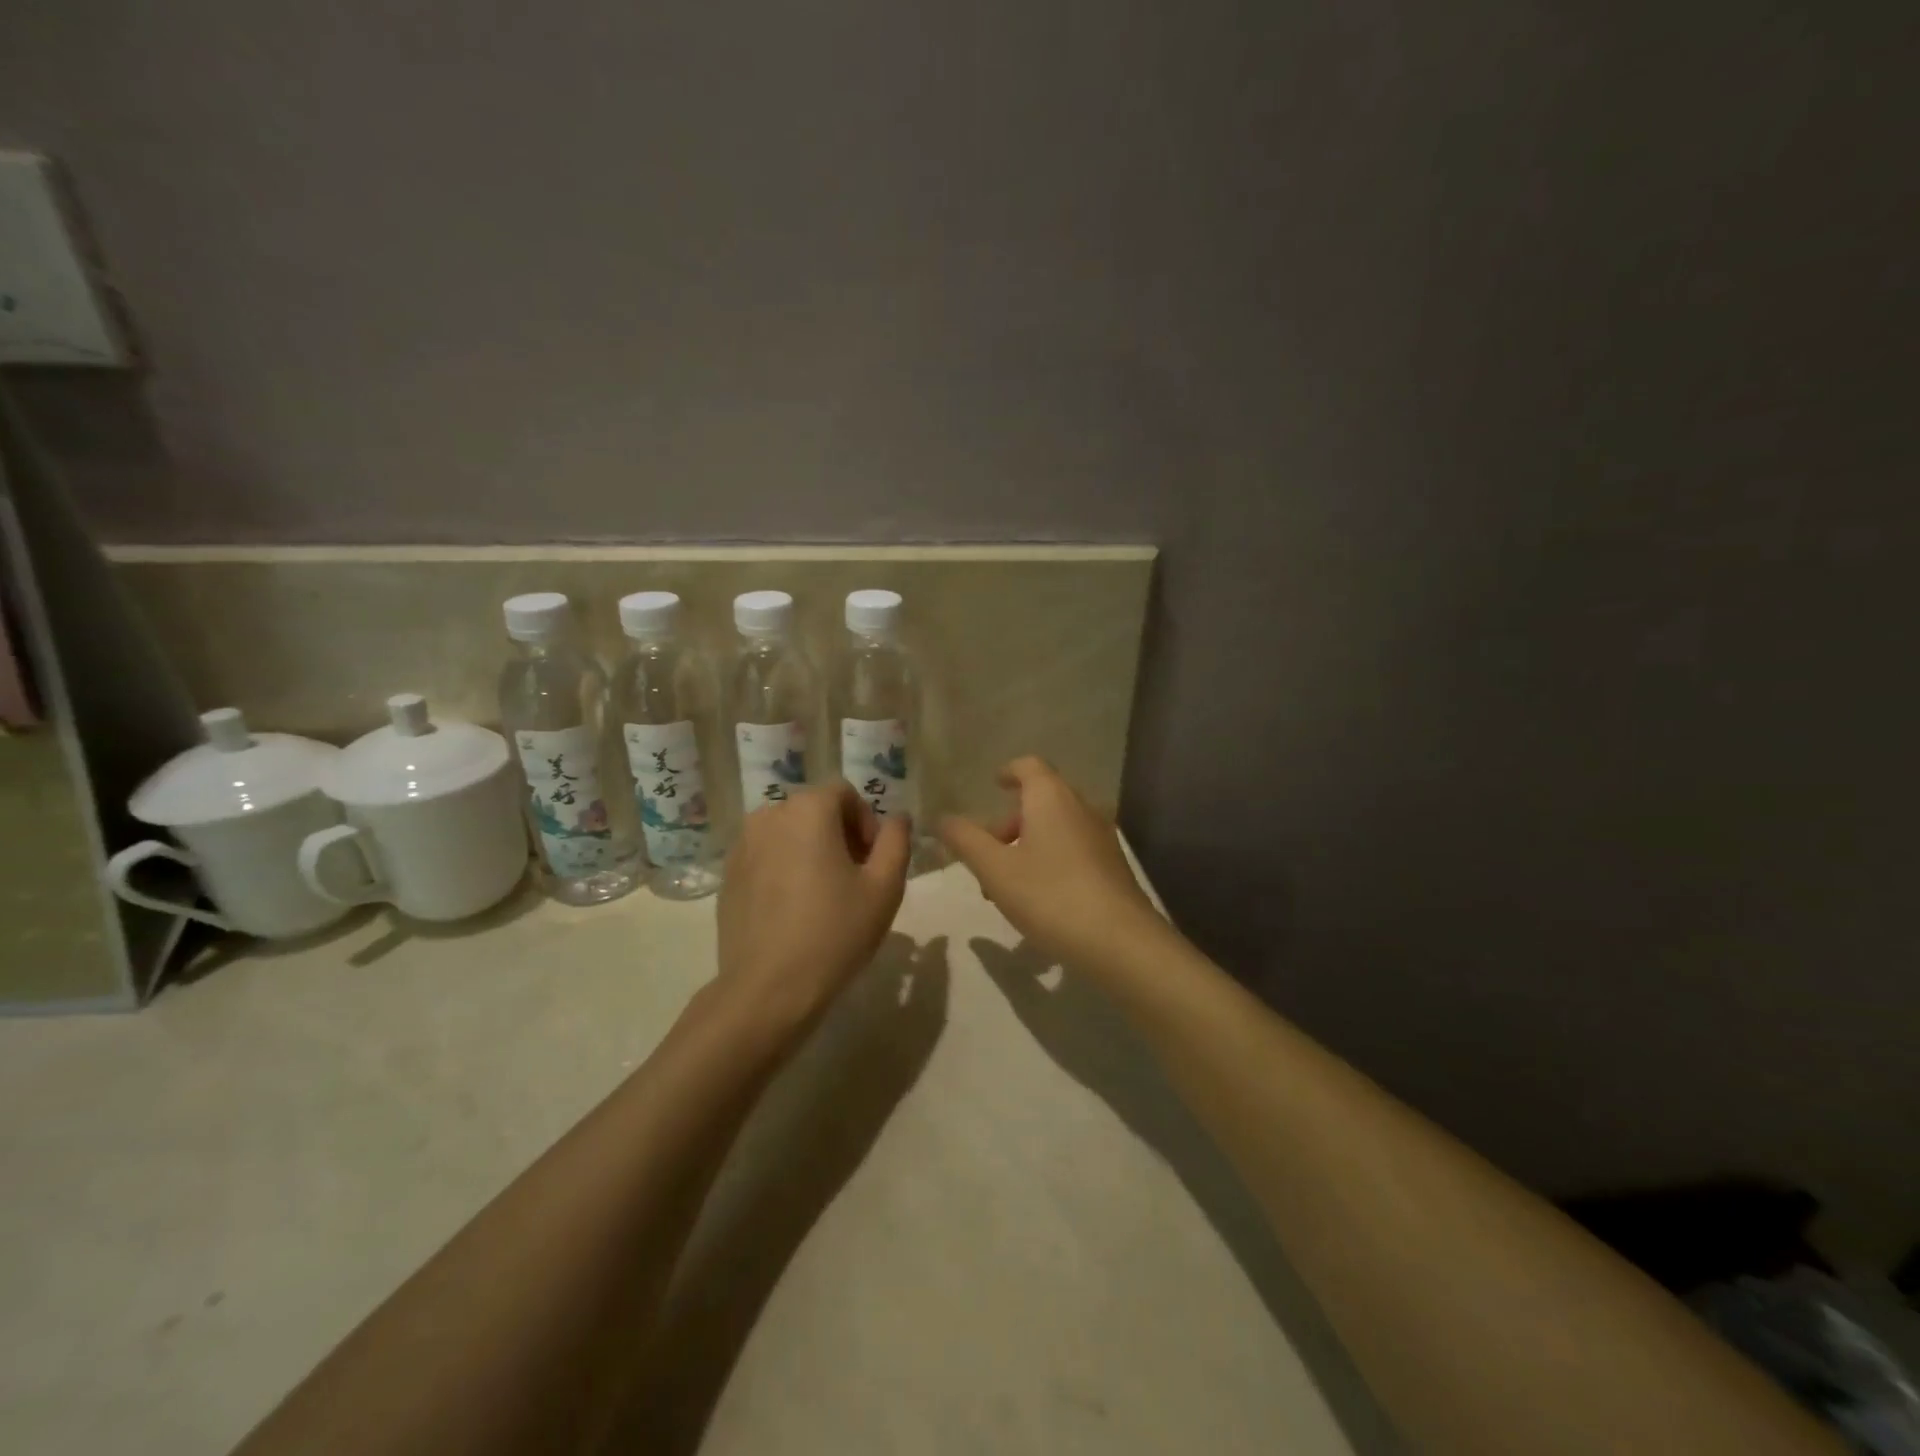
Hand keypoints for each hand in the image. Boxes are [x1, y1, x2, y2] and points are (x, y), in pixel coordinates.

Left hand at [715, 782, 911, 1031]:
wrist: (768, 990)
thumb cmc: (835, 933)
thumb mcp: (885, 887)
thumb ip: (897, 841)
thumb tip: (897, 818)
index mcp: (807, 809)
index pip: (845, 794)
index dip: (867, 822)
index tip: (874, 862)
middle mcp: (769, 815)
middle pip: (815, 811)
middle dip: (840, 836)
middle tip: (855, 880)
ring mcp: (742, 846)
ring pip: (788, 834)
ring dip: (811, 851)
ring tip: (824, 896)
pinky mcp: (727, 876)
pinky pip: (766, 857)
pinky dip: (784, 870)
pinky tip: (794, 911)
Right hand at [939, 756, 1162, 967]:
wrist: (1120, 941)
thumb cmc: (1050, 896)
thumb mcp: (995, 869)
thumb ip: (966, 840)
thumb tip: (942, 819)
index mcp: (1051, 798)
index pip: (1029, 766)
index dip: (1008, 772)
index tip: (993, 785)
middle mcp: (1080, 808)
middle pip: (1040, 800)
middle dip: (1009, 823)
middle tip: (985, 856)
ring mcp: (1101, 837)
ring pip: (1056, 828)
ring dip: (1027, 846)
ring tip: (1004, 886)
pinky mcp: (1112, 865)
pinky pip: (1072, 849)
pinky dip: (1049, 860)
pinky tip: (1037, 898)